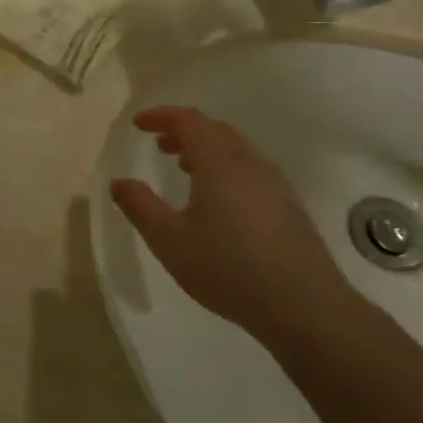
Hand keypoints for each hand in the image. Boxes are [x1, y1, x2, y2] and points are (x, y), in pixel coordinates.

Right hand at [110, 107, 347, 333]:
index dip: (162, 116)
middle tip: (160, 145)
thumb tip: (119, 182)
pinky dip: (226, 169)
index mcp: (219, 162)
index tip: (139, 124)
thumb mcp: (169, 240)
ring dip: (207, 150)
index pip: (189, 120)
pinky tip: (219, 202)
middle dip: (184, 131)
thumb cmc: (227, 267)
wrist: (304, 306)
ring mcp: (275, 184)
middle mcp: (250, 163)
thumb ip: (140, 206)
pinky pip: (251, 170)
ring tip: (185, 169)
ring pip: (236, 150)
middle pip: (215, 130)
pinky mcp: (289, 206)